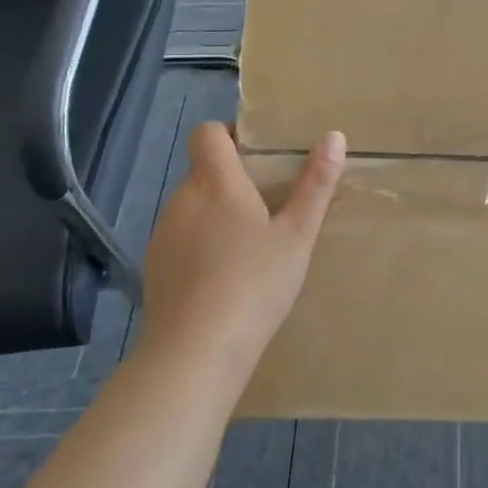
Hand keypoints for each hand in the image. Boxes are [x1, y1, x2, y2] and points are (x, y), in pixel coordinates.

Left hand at [138, 122, 345, 373]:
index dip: (229, 134)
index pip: (208, 133)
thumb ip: (315, 184)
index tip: (259, 154)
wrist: (195, 353)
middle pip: (203, 171)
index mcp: (216, 183)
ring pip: (192, 207)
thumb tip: (334, 136)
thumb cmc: (254, 283)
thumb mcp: (298, 235)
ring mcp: (163, 235)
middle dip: (232, 180)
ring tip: (251, 245)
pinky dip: (200, 245)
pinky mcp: (154, 269)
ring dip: (216, 213)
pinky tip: (224, 277)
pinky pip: (181, 239)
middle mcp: (182, 199)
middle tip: (271, 204)